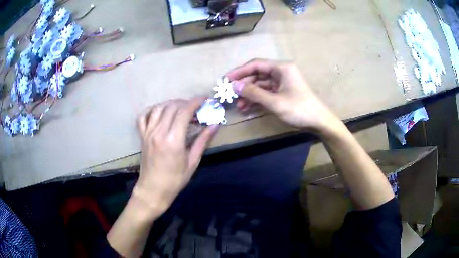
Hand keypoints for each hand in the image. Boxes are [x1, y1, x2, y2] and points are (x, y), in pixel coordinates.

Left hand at [133, 98, 218, 215]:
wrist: (153, 190)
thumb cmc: (175, 180)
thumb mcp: (192, 162)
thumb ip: (203, 141)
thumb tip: (215, 125)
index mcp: (173, 140)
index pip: (184, 111)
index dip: (195, 102)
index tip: (204, 99)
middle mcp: (159, 132)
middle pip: (172, 106)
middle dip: (185, 102)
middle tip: (195, 107)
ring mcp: (148, 133)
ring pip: (158, 108)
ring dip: (171, 104)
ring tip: (180, 108)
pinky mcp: (142, 136)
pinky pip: (143, 116)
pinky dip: (152, 109)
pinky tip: (160, 111)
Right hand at [227, 59, 339, 132]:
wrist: (319, 122)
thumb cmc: (299, 109)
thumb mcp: (274, 101)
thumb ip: (253, 92)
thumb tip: (233, 85)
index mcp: (281, 68)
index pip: (255, 65)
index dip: (239, 71)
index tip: (225, 80)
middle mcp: (281, 72)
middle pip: (257, 75)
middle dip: (244, 85)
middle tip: (230, 95)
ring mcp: (282, 83)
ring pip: (260, 85)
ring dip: (249, 94)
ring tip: (239, 106)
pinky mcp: (283, 93)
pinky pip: (266, 93)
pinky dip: (257, 99)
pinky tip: (248, 108)